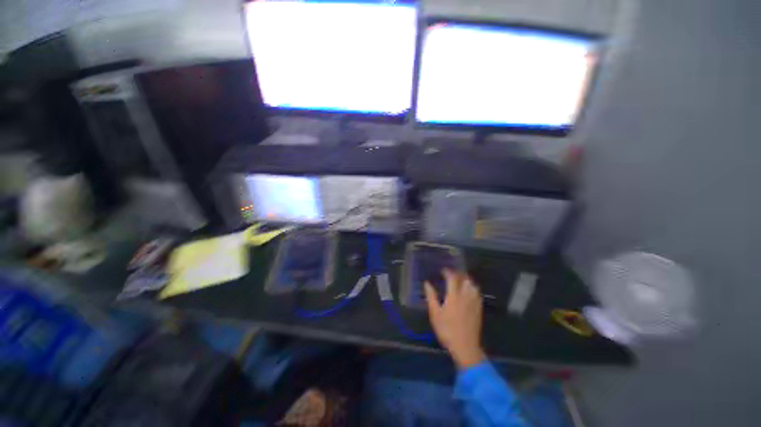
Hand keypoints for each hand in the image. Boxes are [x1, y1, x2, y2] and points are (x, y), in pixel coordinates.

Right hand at [425, 269, 485, 369]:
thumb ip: (431, 297)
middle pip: (465, 279)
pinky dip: (473, 288)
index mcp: (454, 296)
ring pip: (473, 285)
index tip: (443, 270)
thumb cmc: (447, 330)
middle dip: (459, 274)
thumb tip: (427, 283)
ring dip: (467, 280)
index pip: (452, 278)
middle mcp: (465, 296)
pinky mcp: (479, 309)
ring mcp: (474, 303)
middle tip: (452, 274)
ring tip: (461, 280)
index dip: (448, 272)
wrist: (465, 347)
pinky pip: (478, 294)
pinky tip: (469, 292)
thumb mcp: (435, 314)